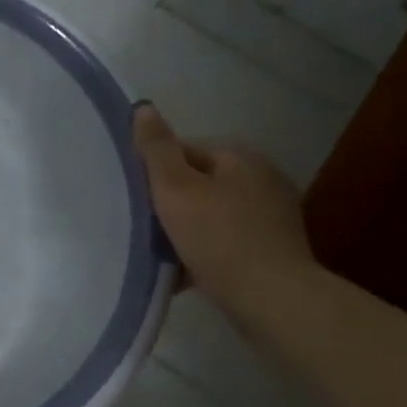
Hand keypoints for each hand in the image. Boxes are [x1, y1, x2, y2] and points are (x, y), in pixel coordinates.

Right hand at [132, 105, 315, 314]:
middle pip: (197, 182)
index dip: (153, 171)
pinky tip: (186, 271)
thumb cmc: (218, 237)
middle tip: (141, 226)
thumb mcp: (175, 188)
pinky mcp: (273, 247)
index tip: (133, 197)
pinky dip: (205, 250)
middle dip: (168, 202)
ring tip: (160, 252)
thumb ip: (156, 148)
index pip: (183, 149)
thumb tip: (143, 107)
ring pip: (209, 213)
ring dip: (185, 229)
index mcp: (239, 156)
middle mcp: (261, 177)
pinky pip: (225, 240)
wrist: (273, 298)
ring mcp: (271, 214)